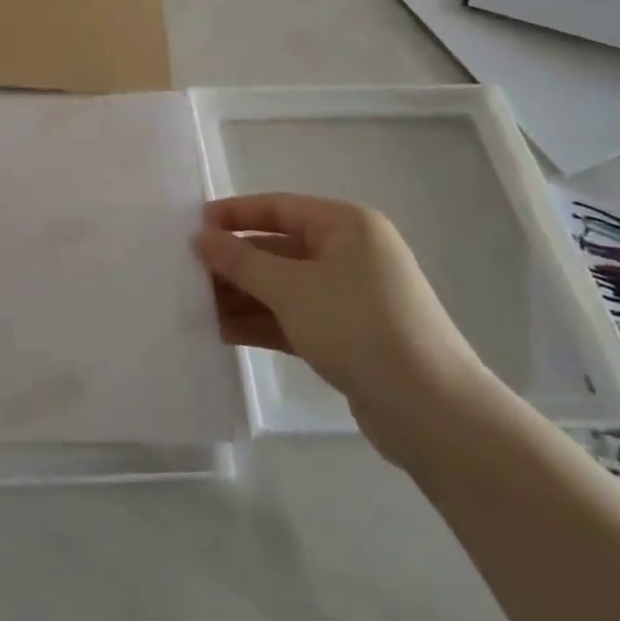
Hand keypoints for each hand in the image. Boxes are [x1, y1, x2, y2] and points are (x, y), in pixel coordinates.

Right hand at [195, 194, 490, 444]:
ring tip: (196, 307)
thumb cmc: (359, 328)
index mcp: (345, 225)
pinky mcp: (346, 335)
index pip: (278, 207)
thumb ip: (240, 261)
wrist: (433, 413)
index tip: (191, 227)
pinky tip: (221, 332)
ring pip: (282, 286)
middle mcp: (349, 253)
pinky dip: (261, 321)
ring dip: (242, 295)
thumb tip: (200, 238)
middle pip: (277, 247)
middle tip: (186, 273)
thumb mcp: (291, 289)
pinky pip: (293, 316)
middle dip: (233, 262)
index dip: (233, 214)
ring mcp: (349, 296)